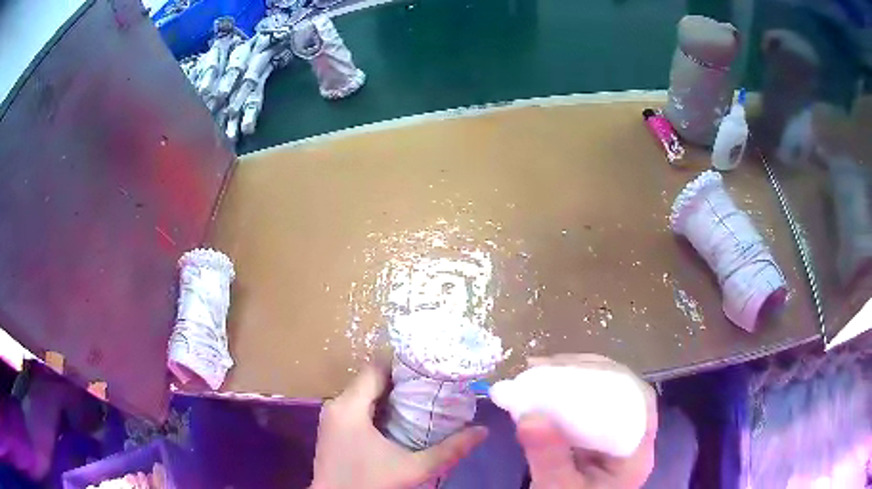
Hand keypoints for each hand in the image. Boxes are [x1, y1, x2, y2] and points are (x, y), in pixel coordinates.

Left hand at [310, 365, 487, 488]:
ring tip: (423, 401)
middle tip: (434, 388)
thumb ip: (449, 450)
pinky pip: (357, 406)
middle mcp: (336, 405)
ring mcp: (332, 417)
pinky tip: (400, 420)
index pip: (376, 368)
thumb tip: (482, 431)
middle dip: (402, 382)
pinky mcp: (333, 428)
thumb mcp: (413, 468)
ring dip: (390, 395)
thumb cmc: (370, 484)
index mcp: (349, 406)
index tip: (432, 371)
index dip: (404, 366)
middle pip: (371, 379)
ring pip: (364, 393)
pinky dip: (378, 407)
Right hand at [516, 355, 657, 488]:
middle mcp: (631, 439)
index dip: (611, 378)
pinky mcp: (595, 439)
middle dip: (585, 373)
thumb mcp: (558, 488)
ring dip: (573, 380)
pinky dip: (563, 396)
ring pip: (603, 397)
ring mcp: (613, 438)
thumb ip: (549, 459)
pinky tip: (541, 391)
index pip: (638, 401)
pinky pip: (585, 409)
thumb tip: (529, 416)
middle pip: (621, 393)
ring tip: (538, 372)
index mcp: (636, 452)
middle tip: (545, 366)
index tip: (571, 368)